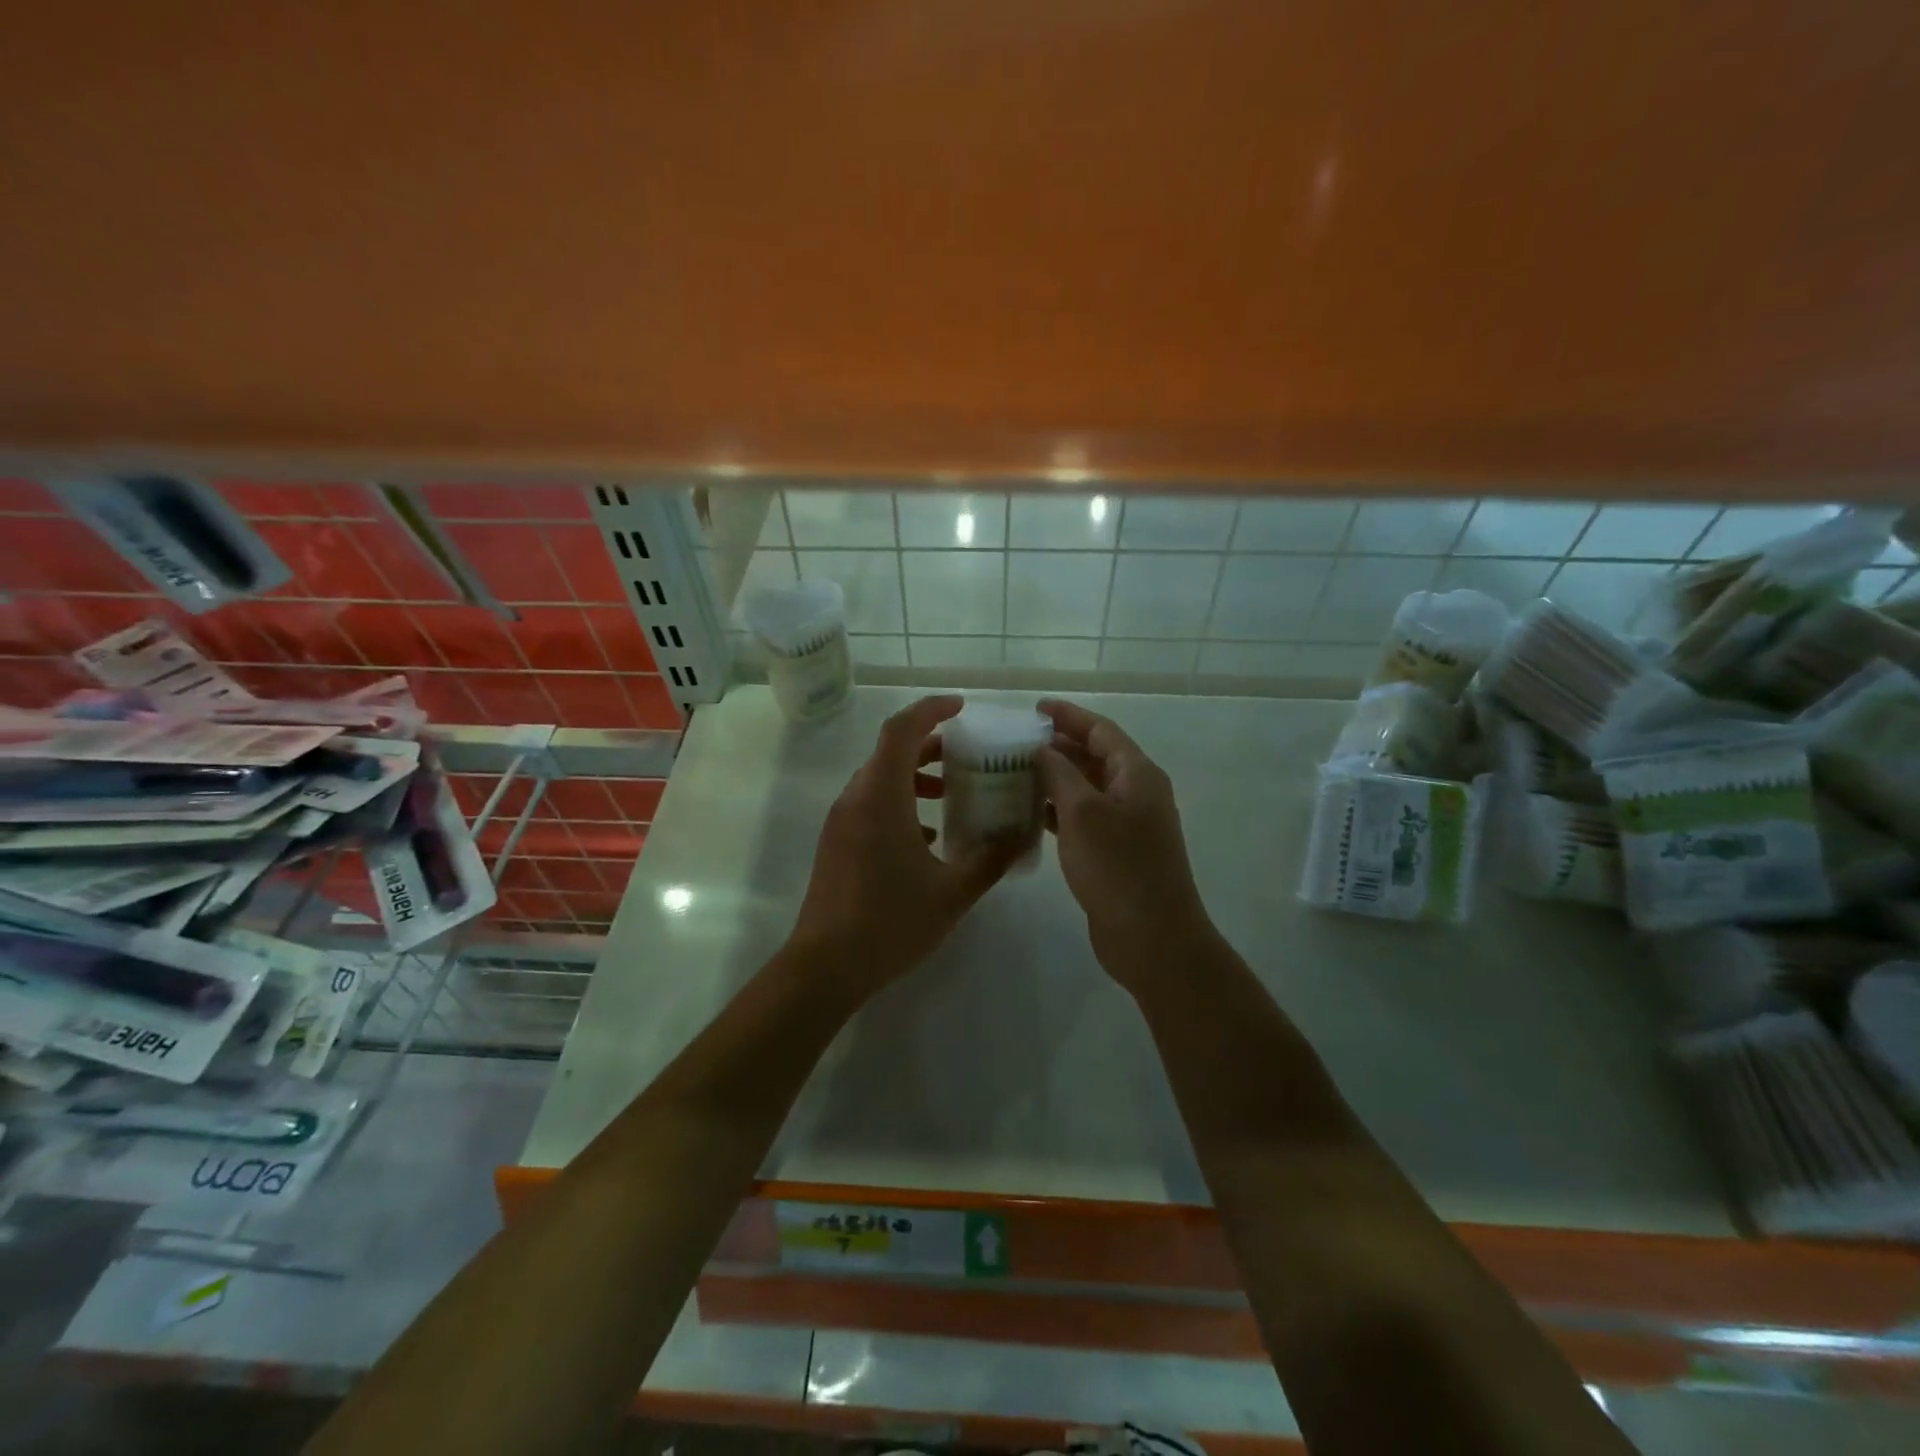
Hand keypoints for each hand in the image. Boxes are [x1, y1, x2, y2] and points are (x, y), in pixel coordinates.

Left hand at [789, 695, 1016, 997]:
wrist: (825, 966)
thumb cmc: (890, 922)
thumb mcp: (953, 893)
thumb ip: (990, 860)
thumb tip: (1020, 837)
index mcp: (881, 796)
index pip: (902, 730)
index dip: (931, 709)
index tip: (961, 707)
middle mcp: (856, 798)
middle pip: (891, 750)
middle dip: (930, 744)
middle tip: (967, 754)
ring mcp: (841, 820)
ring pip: (880, 778)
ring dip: (915, 776)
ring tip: (951, 792)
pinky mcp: (837, 842)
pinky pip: (870, 804)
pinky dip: (900, 803)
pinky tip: (927, 836)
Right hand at [1035, 698, 1214, 990]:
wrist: (1152, 938)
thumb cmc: (1118, 868)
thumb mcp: (1082, 813)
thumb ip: (1059, 773)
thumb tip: (1042, 749)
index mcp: (1138, 774)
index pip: (1101, 730)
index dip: (1068, 716)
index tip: (1034, 708)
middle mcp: (1137, 793)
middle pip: (1095, 757)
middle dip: (1058, 746)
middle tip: (1016, 742)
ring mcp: (1128, 825)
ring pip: (1087, 789)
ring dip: (1055, 779)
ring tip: (1015, 773)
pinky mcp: (1116, 853)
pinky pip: (1084, 819)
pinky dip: (1058, 811)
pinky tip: (1028, 814)